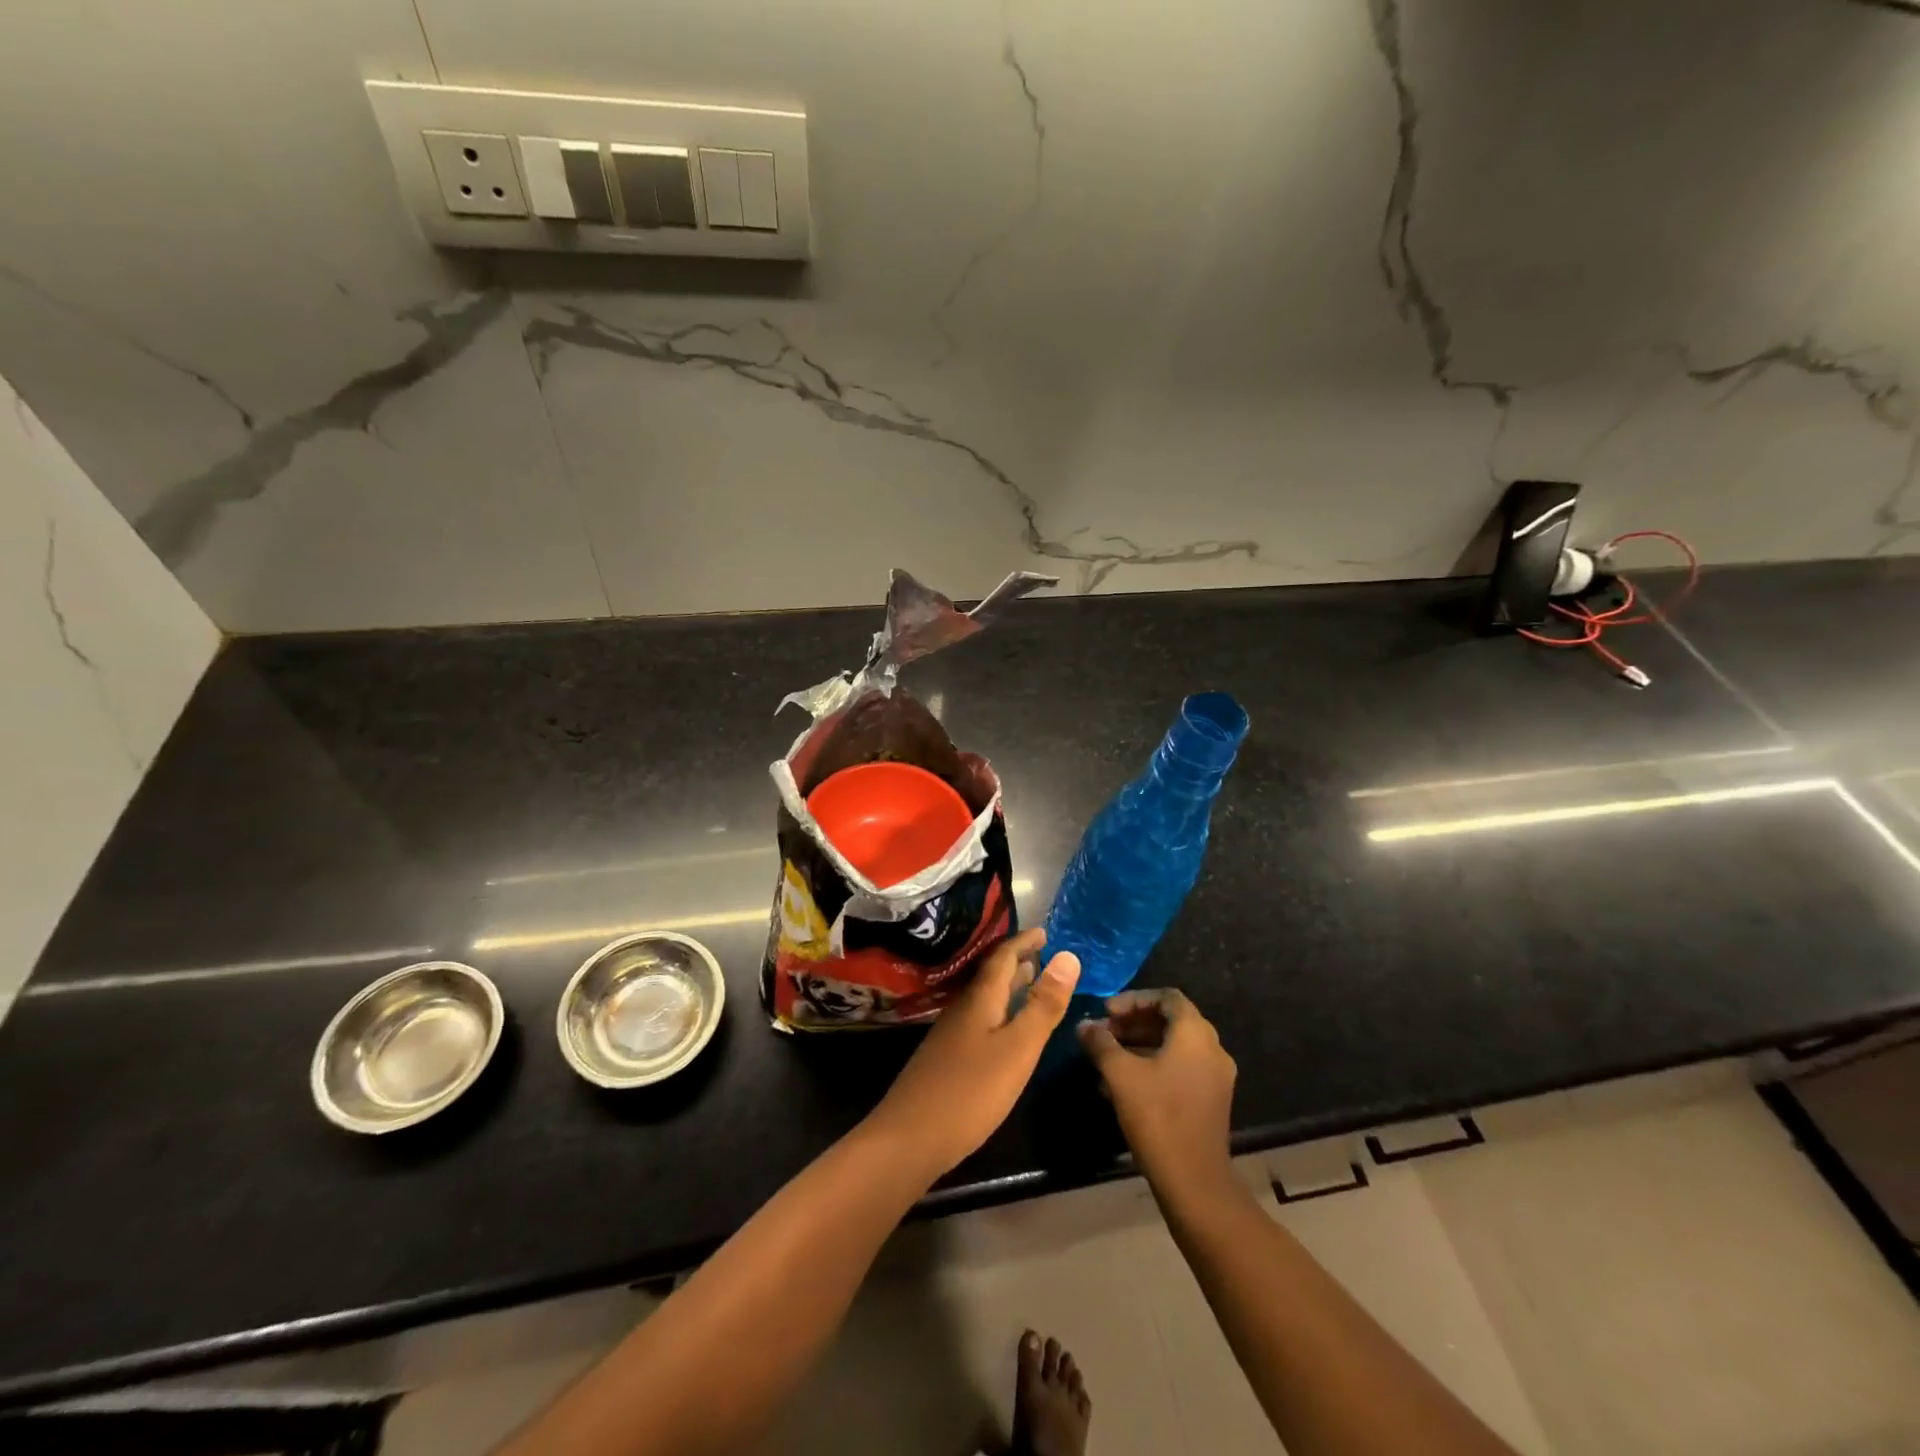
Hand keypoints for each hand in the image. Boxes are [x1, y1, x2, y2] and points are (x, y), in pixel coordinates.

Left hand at [866, 928, 1080, 1180]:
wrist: (909, 1137)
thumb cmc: (970, 1091)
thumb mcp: (1018, 1048)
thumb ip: (1043, 1005)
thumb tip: (1069, 956)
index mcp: (981, 1000)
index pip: (1003, 957)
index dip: (1024, 942)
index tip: (1045, 932)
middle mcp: (963, 1009)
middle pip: (991, 976)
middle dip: (1017, 961)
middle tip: (1042, 953)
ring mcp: (951, 1035)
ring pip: (985, 999)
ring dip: (1008, 987)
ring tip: (1029, 982)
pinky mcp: (947, 1059)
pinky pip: (979, 1020)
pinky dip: (999, 1012)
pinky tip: (1004, 1031)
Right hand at [1078, 990, 1236, 1194]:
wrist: (1194, 1180)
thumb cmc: (1157, 1115)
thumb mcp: (1120, 1073)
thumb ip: (1101, 1043)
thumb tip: (1084, 1025)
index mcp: (1195, 1033)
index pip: (1166, 997)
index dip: (1133, 999)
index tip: (1106, 1011)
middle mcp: (1212, 1048)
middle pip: (1171, 1020)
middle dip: (1133, 1023)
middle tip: (1103, 1033)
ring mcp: (1215, 1076)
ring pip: (1174, 1046)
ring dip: (1140, 1045)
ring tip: (1107, 1058)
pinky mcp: (1211, 1101)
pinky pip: (1180, 1068)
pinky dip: (1153, 1066)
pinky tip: (1122, 1085)